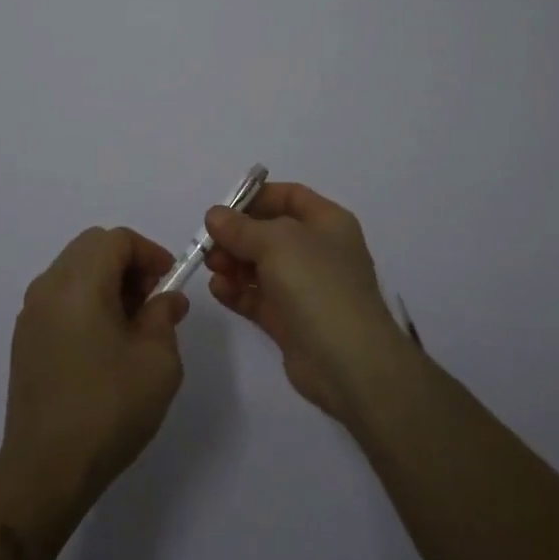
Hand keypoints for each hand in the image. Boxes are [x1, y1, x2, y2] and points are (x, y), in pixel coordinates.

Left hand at [0, 227, 189, 524]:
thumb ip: (164, 317)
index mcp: (80, 282)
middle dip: (127, 263)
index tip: (169, 281)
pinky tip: (102, 343)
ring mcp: (32, 312)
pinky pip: (60, 297)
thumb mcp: (157, 361)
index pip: (117, 239)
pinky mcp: (25, 339)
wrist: (44, 471)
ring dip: (106, 281)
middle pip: (92, 247)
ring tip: (130, 324)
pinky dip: (85, 300)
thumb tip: (166, 299)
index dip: (149, 252)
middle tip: (151, 300)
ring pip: (74, 270)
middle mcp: (49, 286)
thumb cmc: (108, 408)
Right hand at [204, 182, 416, 422]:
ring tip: (212, 267)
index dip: (257, 198)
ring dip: (233, 263)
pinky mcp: (290, 321)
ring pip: (261, 266)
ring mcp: (305, 288)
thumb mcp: (276, 242)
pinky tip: (218, 290)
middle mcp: (318, 251)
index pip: (290, 197)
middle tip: (209, 244)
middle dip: (237, 235)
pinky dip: (237, 291)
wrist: (348, 362)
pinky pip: (258, 298)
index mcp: (327, 222)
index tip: (224, 209)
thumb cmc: (317, 284)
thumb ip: (241, 227)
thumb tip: (215, 215)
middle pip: (269, 233)